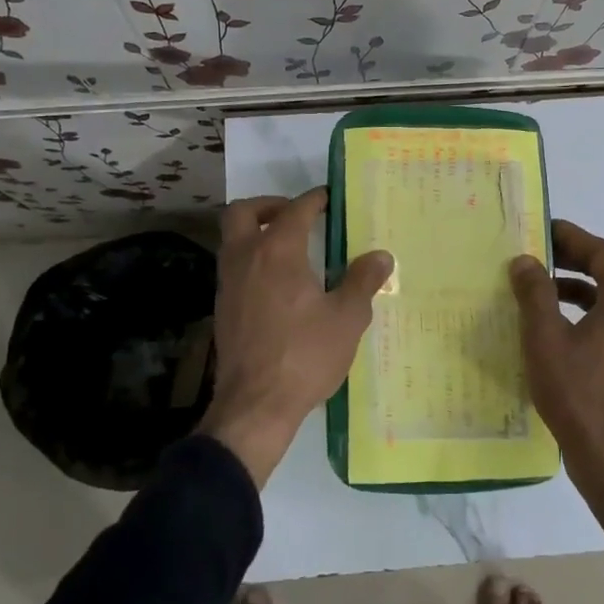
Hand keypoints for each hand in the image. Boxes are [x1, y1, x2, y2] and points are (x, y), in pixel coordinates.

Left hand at [201, 188, 391, 487]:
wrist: (255, 405)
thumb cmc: (305, 355)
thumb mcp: (347, 318)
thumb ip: (363, 281)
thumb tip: (381, 256)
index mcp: (278, 252)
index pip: (295, 210)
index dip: (314, 200)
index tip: (330, 198)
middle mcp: (246, 258)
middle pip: (242, 212)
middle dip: (269, 205)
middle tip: (296, 216)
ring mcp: (228, 283)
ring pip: (233, 239)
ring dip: (257, 232)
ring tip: (290, 249)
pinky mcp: (222, 308)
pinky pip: (234, 267)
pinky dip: (252, 260)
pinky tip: (278, 284)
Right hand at [510, 220, 603, 550]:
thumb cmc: (577, 390)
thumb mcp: (545, 337)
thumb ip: (535, 294)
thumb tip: (525, 261)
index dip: (575, 238)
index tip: (545, 229)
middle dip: (579, 258)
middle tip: (543, 253)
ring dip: (581, 286)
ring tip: (544, 287)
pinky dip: (586, 311)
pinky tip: (556, 326)